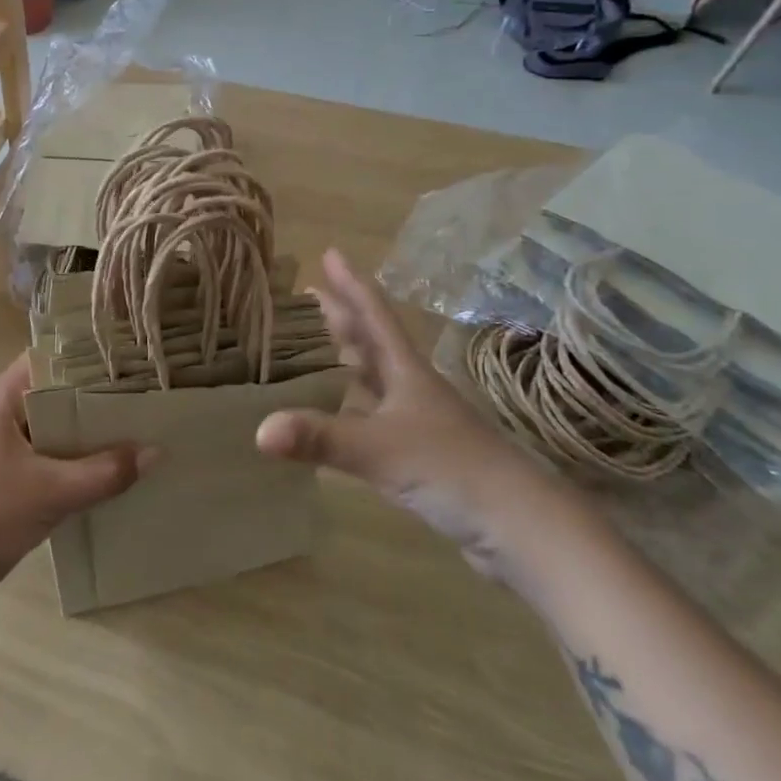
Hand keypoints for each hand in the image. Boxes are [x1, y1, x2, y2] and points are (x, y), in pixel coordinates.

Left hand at [0, 355, 151, 619]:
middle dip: (97, 398)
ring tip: (137, 432)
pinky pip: (48, 461)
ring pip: (54, 431)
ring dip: (88, 435)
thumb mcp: (50, 492)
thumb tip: (156, 452)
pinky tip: (109, 476)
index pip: (49, 357)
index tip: (130, 359)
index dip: (87, 355)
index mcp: (3, 400)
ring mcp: (1, 450)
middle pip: (56, 394)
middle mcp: (1, 417)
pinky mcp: (3, 482)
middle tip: (145, 397)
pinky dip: (75, 465)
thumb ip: (103, 473)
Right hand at [255, 251, 568, 578]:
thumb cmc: (452, 469)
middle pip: (373, 341)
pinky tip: (342, 415)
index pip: (373, 316)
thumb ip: (320, 438)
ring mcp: (419, 422)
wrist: (521, 527)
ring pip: (376, 379)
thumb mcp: (379, 449)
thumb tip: (258, 430)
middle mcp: (412, 389)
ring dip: (350, 358)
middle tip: (314, 292)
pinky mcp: (422, 455)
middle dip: (344, 316)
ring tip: (323, 344)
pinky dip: (354, 408)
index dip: (351, 285)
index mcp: (406, 372)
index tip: (330, 253)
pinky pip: (376, 417)